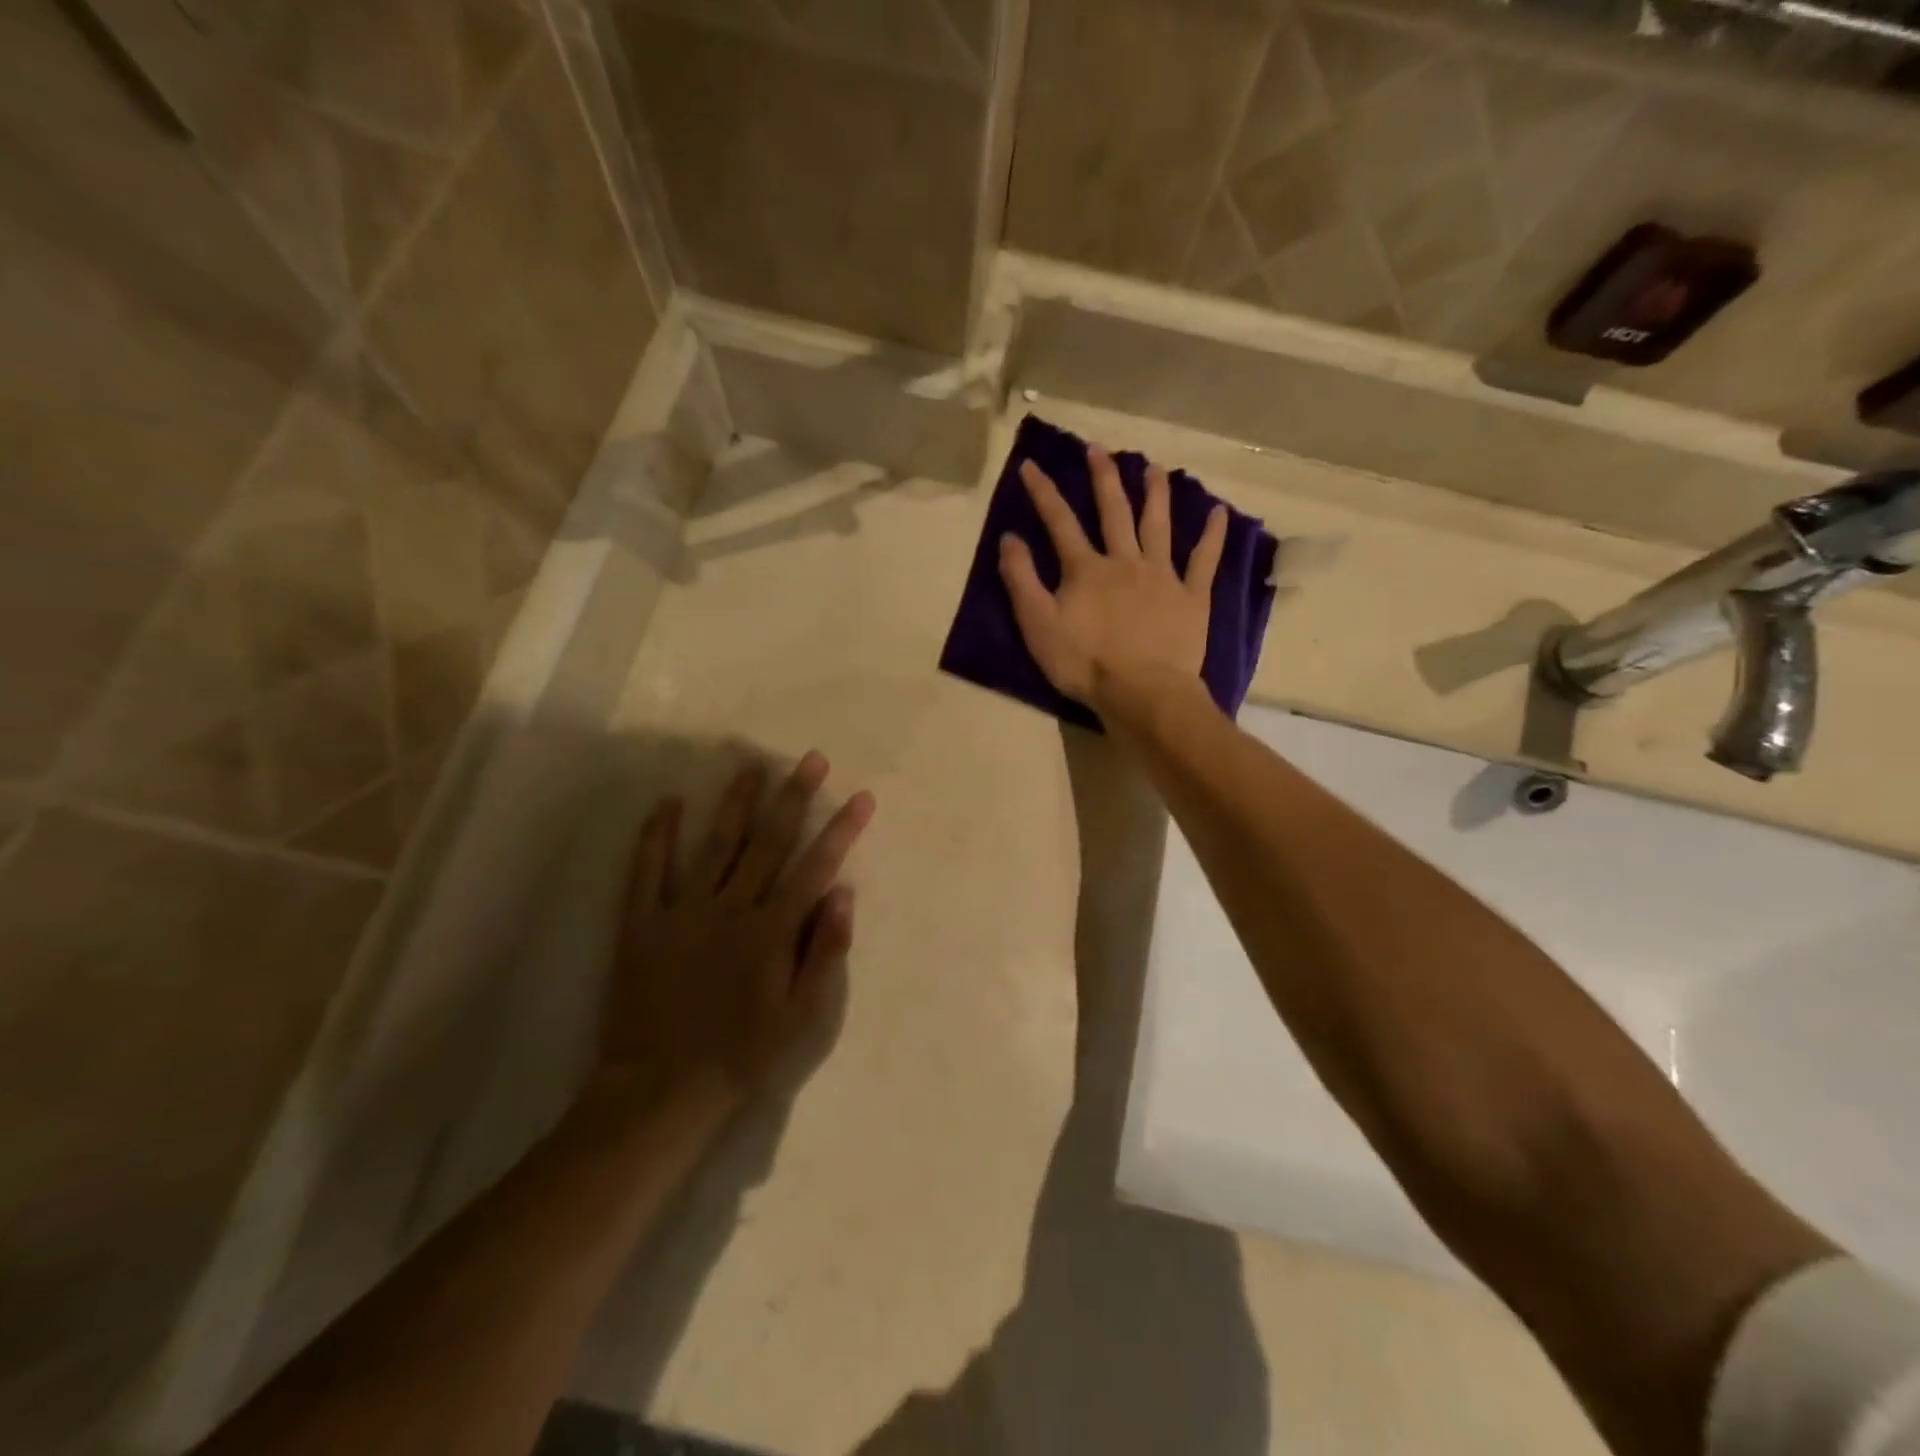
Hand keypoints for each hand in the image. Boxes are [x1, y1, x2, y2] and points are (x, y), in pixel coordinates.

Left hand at [599, 752, 875, 1108]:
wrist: (661, 1090)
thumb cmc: (743, 1056)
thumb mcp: (803, 1018)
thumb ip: (824, 953)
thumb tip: (842, 894)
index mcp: (771, 931)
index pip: (815, 867)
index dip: (841, 830)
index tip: (861, 797)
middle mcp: (731, 908)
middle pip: (768, 842)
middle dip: (794, 797)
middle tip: (811, 759)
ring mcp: (683, 912)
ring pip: (715, 845)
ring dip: (736, 803)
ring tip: (751, 765)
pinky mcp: (642, 924)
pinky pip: (647, 871)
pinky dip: (656, 836)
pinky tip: (667, 803)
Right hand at [997, 443, 1225, 711]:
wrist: (1141, 692)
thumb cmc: (1084, 663)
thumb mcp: (1038, 624)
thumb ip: (1021, 579)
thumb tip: (1009, 537)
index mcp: (1086, 569)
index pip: (1059, 521)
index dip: (1044, 492)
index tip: (1032, 464)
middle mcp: (1125, 561)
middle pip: (1113, 511)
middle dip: (1104, 478)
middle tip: (1099, 449)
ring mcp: (1162, 576)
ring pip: (1158, 525)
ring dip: (1155, 493)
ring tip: (1154, 468)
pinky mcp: (1191, 597)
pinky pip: (1204, 560)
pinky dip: (1212, 536)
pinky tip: (1218, 512)